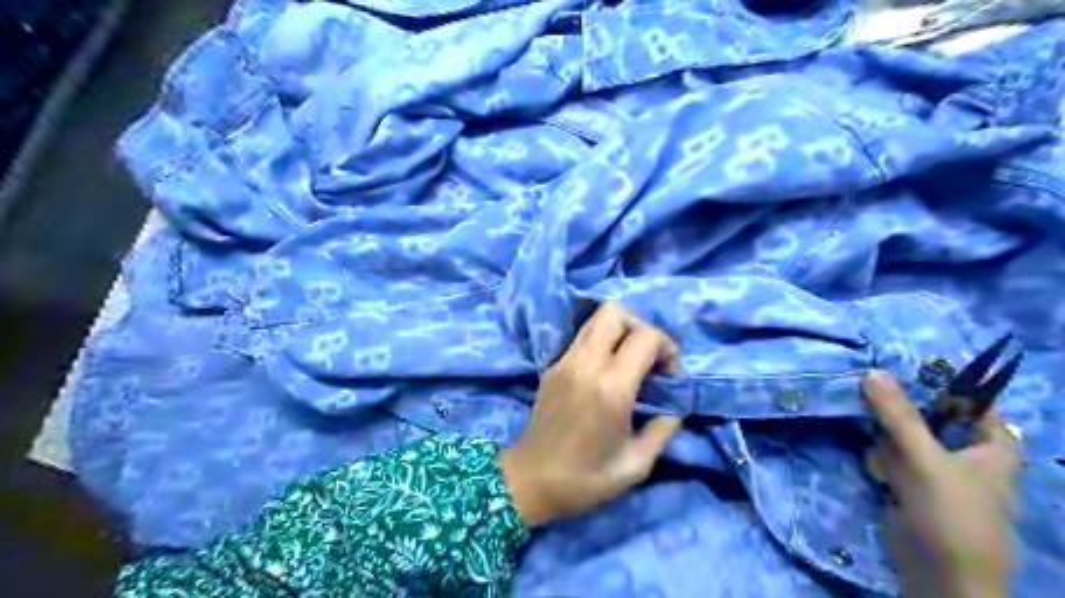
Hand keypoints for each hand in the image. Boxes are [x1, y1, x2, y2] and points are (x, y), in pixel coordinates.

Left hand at [500, 305, 681, 525]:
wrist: (530, 481)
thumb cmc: (585, 480)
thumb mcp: (636, 464)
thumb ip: (664, 428)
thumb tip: (675, 405)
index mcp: (611, 388)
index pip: (646, 336)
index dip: (667, 347)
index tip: (670, 376)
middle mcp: (586, 364)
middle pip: (614, 312)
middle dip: (640, 327)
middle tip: (648, 358)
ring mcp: (564, 362)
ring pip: (595, 319)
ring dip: (620, 331)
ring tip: (629, 363)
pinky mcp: (553, 367)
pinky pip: (582, 338)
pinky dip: (601, 343)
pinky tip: (606, 373)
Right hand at [860, 368, 1017, 597]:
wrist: (939, 576)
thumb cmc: (952, 516)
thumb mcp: (926, 460)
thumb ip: (899, 416)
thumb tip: (872, 372)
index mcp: (990, 444)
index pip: (965, 398)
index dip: (933, 380)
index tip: (895, 367)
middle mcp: (964, 451)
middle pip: (926, 413)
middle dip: (896, 407)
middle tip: (868, 393)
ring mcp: (934, 467)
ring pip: (901, 433)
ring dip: (883, 434)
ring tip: (877, 450)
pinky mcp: (909, 483)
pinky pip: (889, 455)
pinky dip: (879, 456)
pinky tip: (877, 471)